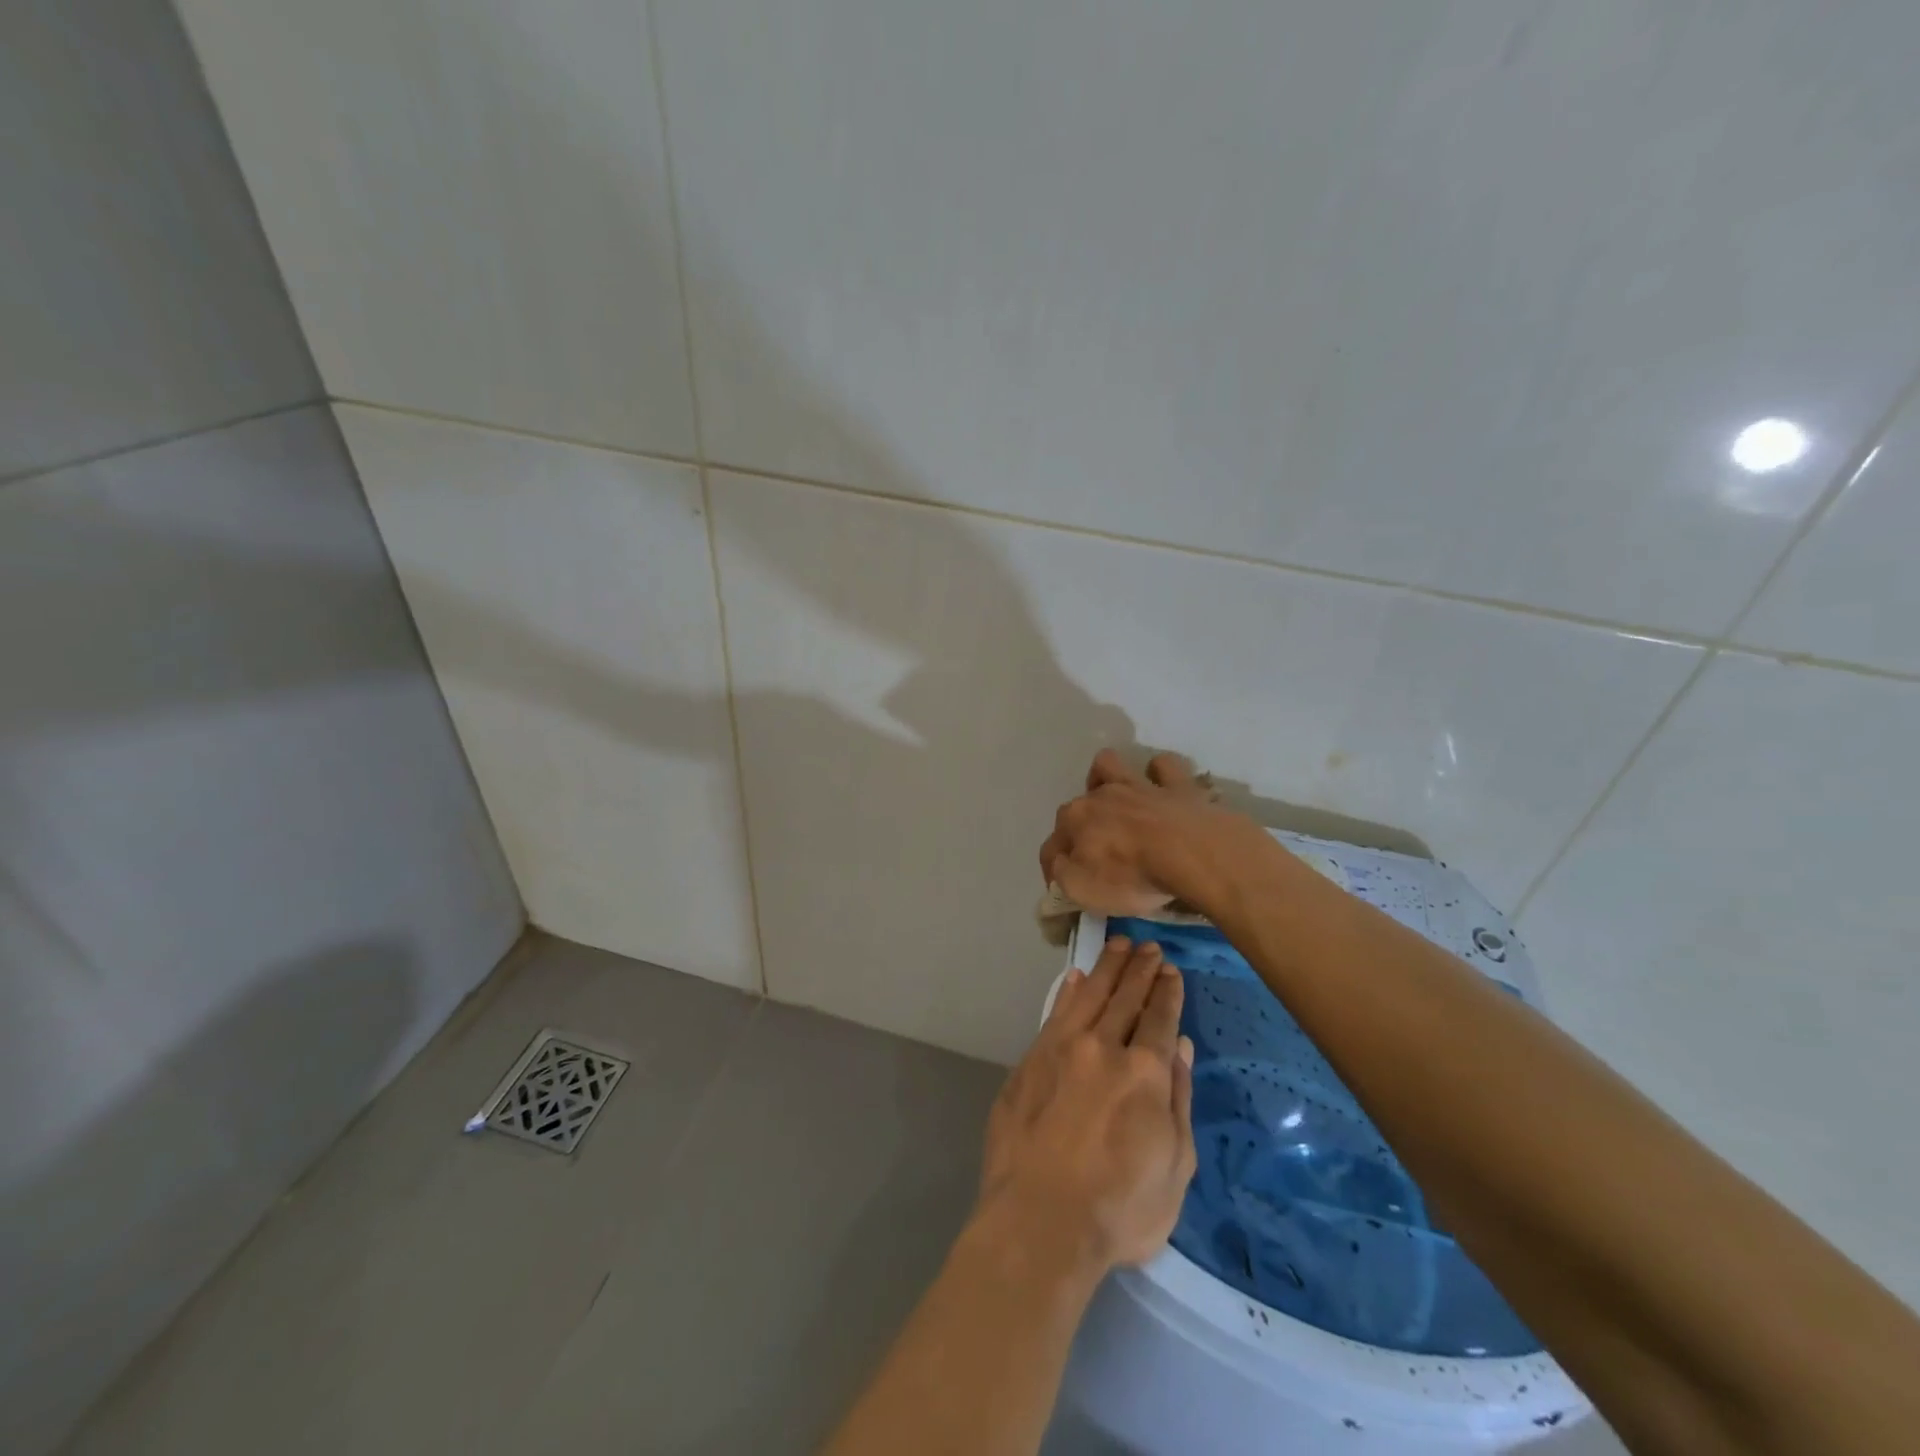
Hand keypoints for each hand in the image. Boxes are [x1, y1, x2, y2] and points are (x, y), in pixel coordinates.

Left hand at [976, 937, 1198, 1271]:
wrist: (1038, 1220)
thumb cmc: (1119, 1209)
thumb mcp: (1174, 1166)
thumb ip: (1178, 1099)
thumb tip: (1180, 1047)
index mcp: (1143, 1072)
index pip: (1159, 1018)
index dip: (1167, 992)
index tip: (1171, 970)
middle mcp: (1102, 1047)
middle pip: (1125, 997)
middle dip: (1140, 969)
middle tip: (1149, 947)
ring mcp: (1060, 1049)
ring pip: (1088, 995)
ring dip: (1106, 968)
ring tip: (1118, 945)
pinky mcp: (1030, 1060)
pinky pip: (1054, 1014)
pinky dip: (1068, 992)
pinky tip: (1075, 979)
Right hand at [1039, 749, 1268, 917]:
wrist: (1193, 854)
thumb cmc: (1133, 876)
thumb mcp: (1083, 890)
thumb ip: (1062, 874)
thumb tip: (1059, 863)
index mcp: (1075, 819)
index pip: (1053, 844)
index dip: (1056, 864)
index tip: (1065, 883)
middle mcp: (1102, 795)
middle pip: (1080, 803)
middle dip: (1082, 821)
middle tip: (1097, 849)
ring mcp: (1140, 786)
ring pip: (1112, 765)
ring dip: (1108, 777)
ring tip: (1116, 798)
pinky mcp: (1178, 785)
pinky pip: (1164, 766)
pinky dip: (1159, 774)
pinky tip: (1162, 788)